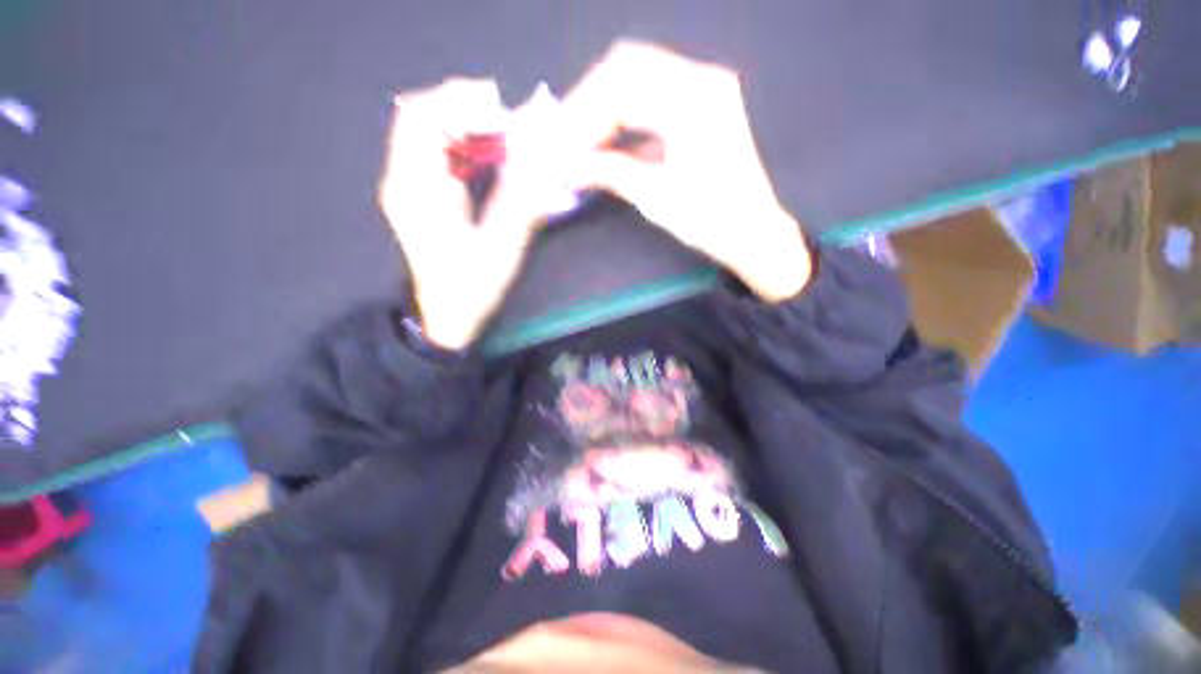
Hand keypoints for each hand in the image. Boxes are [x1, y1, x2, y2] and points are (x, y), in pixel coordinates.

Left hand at [379, 79, 556, 349]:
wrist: (448, 315)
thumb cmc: (472, 287)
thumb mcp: (502, 247)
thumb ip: (520, 200)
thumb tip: (541, 160)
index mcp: (417, 191)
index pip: (423, 120)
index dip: (462, 104)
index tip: (504, 114)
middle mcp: (404, 180)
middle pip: (422, 117)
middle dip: (465, 108)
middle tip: (508, 119)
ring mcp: (408, 186)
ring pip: (428, 131)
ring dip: (466, 123)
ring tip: (503, 132)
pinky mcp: (419, 195)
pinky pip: (436, 152)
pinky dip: (463, 143)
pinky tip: (488, 153)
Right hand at [562, 41, 811, 301]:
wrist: (751, 230)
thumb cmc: (708, 220)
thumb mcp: (655, 197)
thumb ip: (610, 172)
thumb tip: (569, 166)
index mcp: (693, 102)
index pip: (621, 87)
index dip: (583, 115)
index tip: (561, 145)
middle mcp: (701, 79)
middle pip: (627, 66)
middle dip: (590, 102)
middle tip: (568, 137)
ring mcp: (706, 87)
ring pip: (639, 75)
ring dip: (606, 105)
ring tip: (583, 138)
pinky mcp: (704, 102)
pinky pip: (654, 93)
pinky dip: (627, 112)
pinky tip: (610, 136)